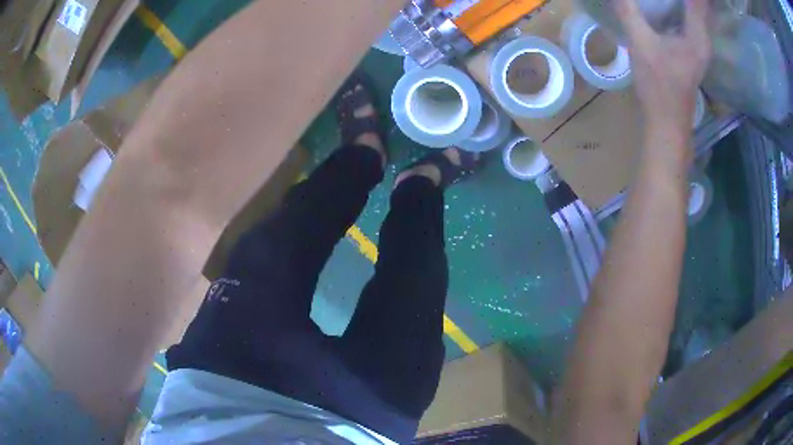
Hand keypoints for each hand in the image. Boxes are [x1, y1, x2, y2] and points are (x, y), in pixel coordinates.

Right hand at [617, 0, 711, 132]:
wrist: (667, 121)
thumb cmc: (659, 86)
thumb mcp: (641, 44)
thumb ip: (629, 11)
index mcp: (697, 35)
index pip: (698, 0)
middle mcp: (704, 38)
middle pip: (702, 4)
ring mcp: (700, 45)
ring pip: (699, 11)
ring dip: (690, 0)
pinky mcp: (694, 49)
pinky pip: (693, 19)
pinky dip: (685, 6)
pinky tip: (671, 3)